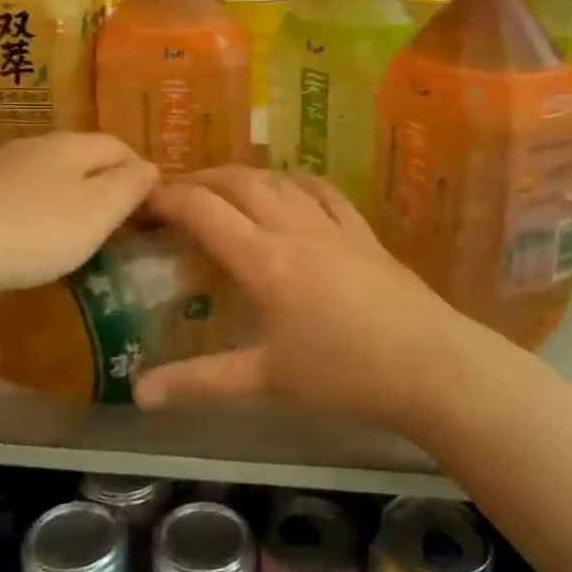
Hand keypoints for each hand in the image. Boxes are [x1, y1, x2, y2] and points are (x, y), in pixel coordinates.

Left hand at [0, 133, 158, 293]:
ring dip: (70, 192)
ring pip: (50, 171)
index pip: (118, 145)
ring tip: (78, 224)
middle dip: (105, 179)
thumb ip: (129, 187)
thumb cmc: (35, 230)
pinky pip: (20, 189)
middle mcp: (36, 144)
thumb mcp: (97, 212)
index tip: (149, 201)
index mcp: (71, 145)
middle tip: (117, 215)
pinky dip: (38, 204)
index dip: (139, 170)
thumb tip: (150, 168)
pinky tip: (32, 230)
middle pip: (83, 154)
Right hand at [132, 167, 463, 435]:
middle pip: (240, 183)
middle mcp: (294, 229)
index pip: (204, 211)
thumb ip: (201, 381)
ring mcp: (333, 226)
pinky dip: (296, 182)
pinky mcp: (363, 233)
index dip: (169, 198)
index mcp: (264, 260)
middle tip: (175, 191)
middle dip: (201, 179)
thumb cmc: (344, 375)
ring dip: (244, 176)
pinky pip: (323, 192)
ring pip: (279, 181)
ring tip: (223, 188)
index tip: (144, 198)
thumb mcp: (267, 381)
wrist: (431, 366)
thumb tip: (140, 395)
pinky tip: (291, 188)